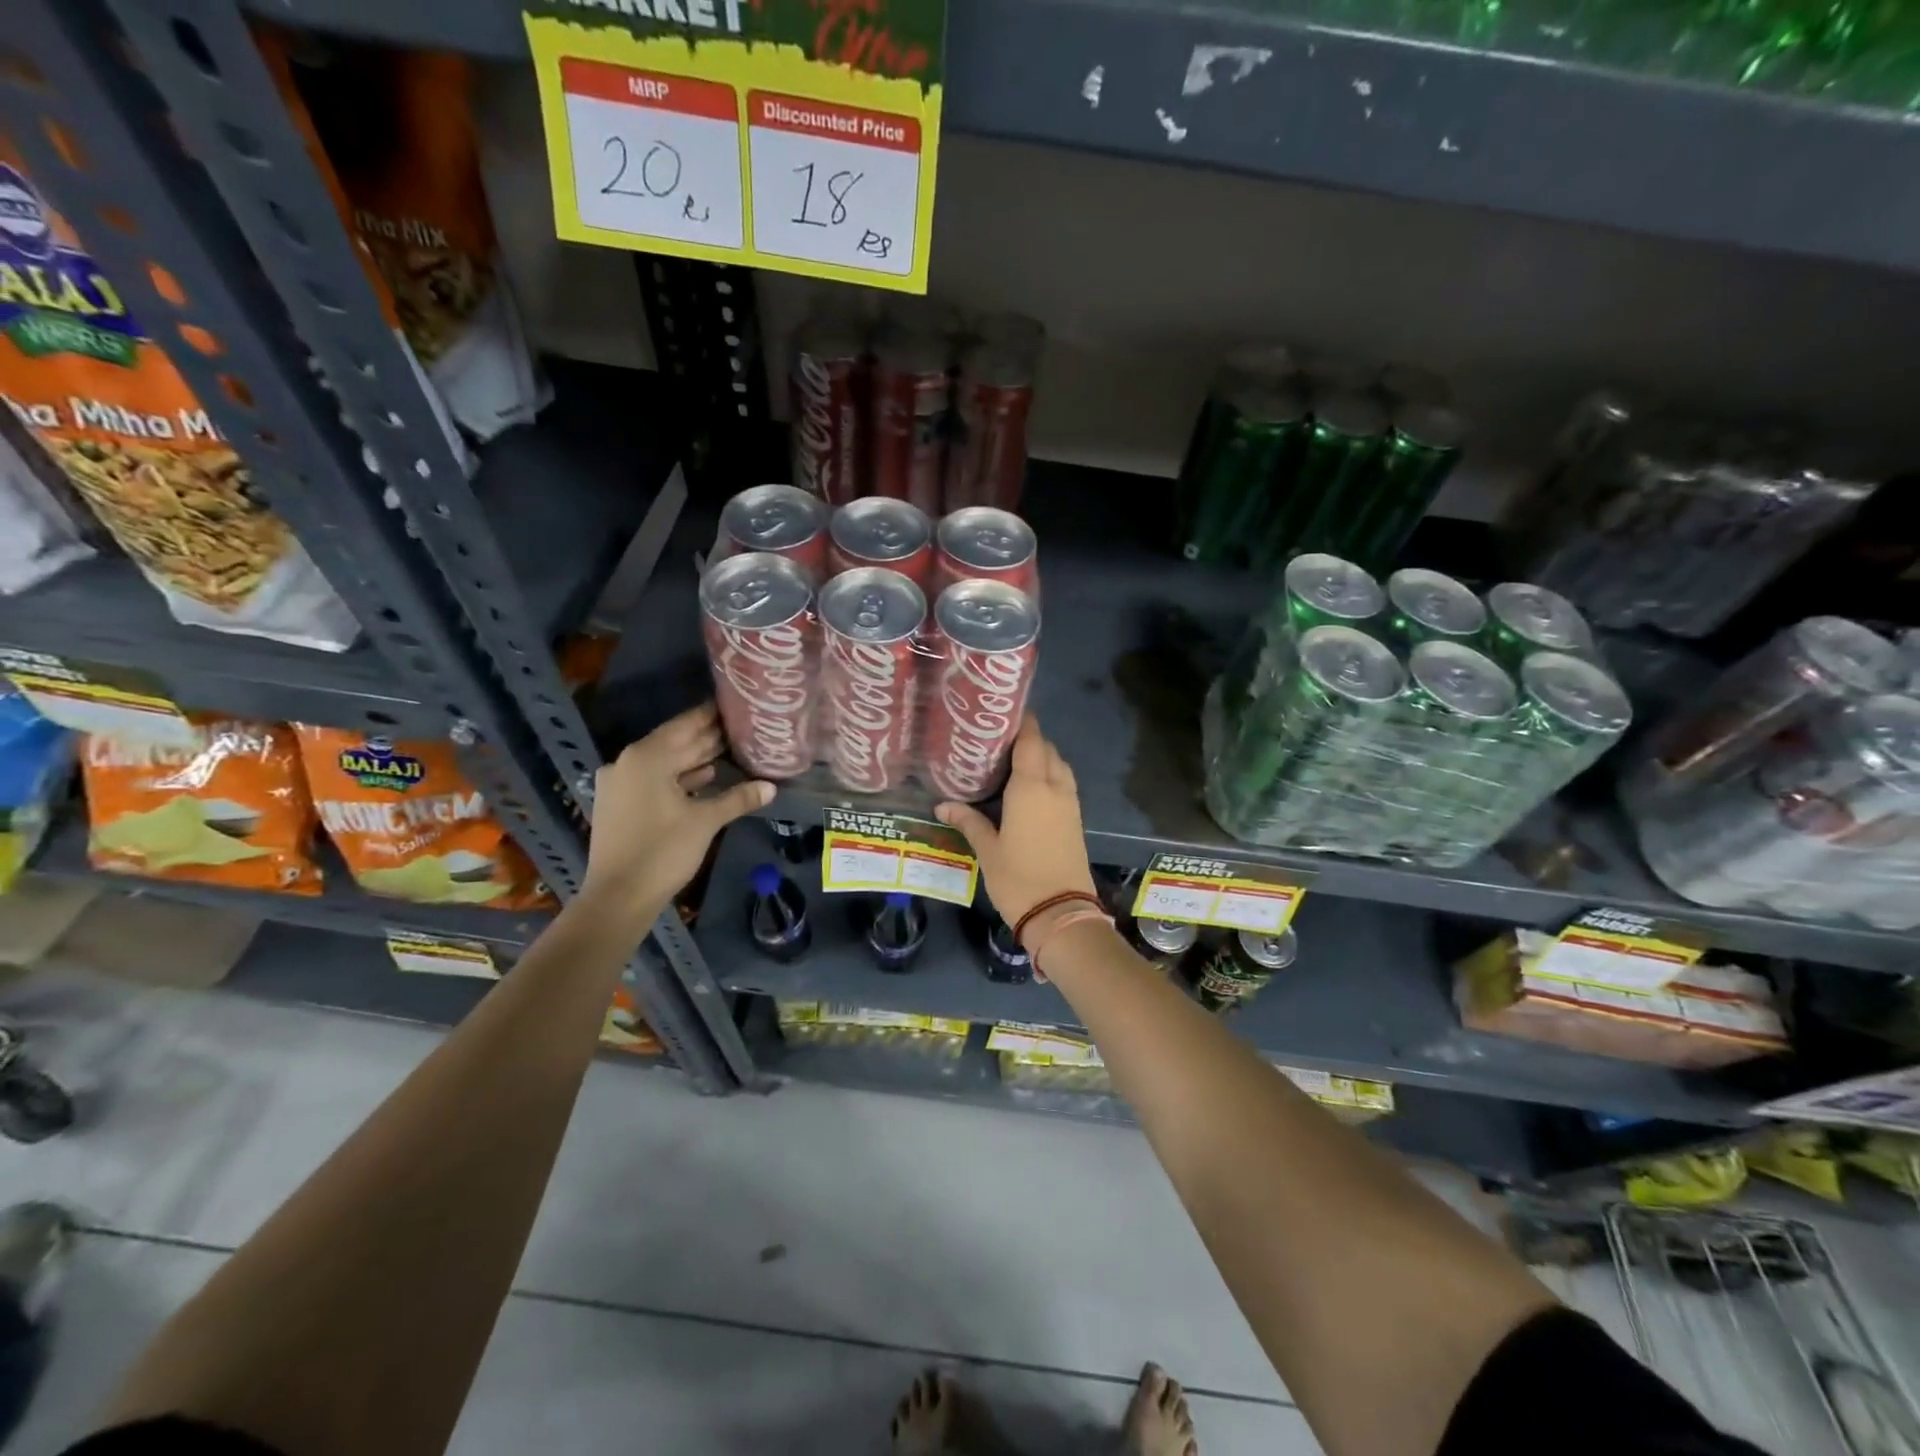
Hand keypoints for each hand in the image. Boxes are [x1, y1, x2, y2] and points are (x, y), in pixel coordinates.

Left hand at [580, 703, 772, 923]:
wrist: (618, 897)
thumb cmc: (663, 851)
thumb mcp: (706, 821)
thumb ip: (738, 798)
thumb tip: (771, 786)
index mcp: (646, 757)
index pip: (685, 725)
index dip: (711, 715)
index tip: (735, 704)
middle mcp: (628, 763)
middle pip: (675, 743)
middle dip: (707, 738)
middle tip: (741, 726)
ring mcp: (620, 784)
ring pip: (665, 764)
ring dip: (695, 759)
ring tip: (732, 750)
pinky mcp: (619, 805)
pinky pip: (654, 781)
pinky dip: (679, 779)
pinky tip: (706, 778)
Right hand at [936, 716, 1096, 927]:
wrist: (1061, 913)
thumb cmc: (1018, 878)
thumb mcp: (987, 849)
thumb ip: (968, 821)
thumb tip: (942, 805)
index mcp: (1031, 787)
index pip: (1030, 740)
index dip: (1022, 722)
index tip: (1003, 713)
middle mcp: (1054, 787)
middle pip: (1046, 749)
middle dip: (1028, 739)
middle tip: (998, 741)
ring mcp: (1069, 803)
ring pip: (1059, 765)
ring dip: (1041, 757)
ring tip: (1012, 762)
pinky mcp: (1075, 819)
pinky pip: (1064, 783)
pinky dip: (1050, 775)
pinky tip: (1028, 788)